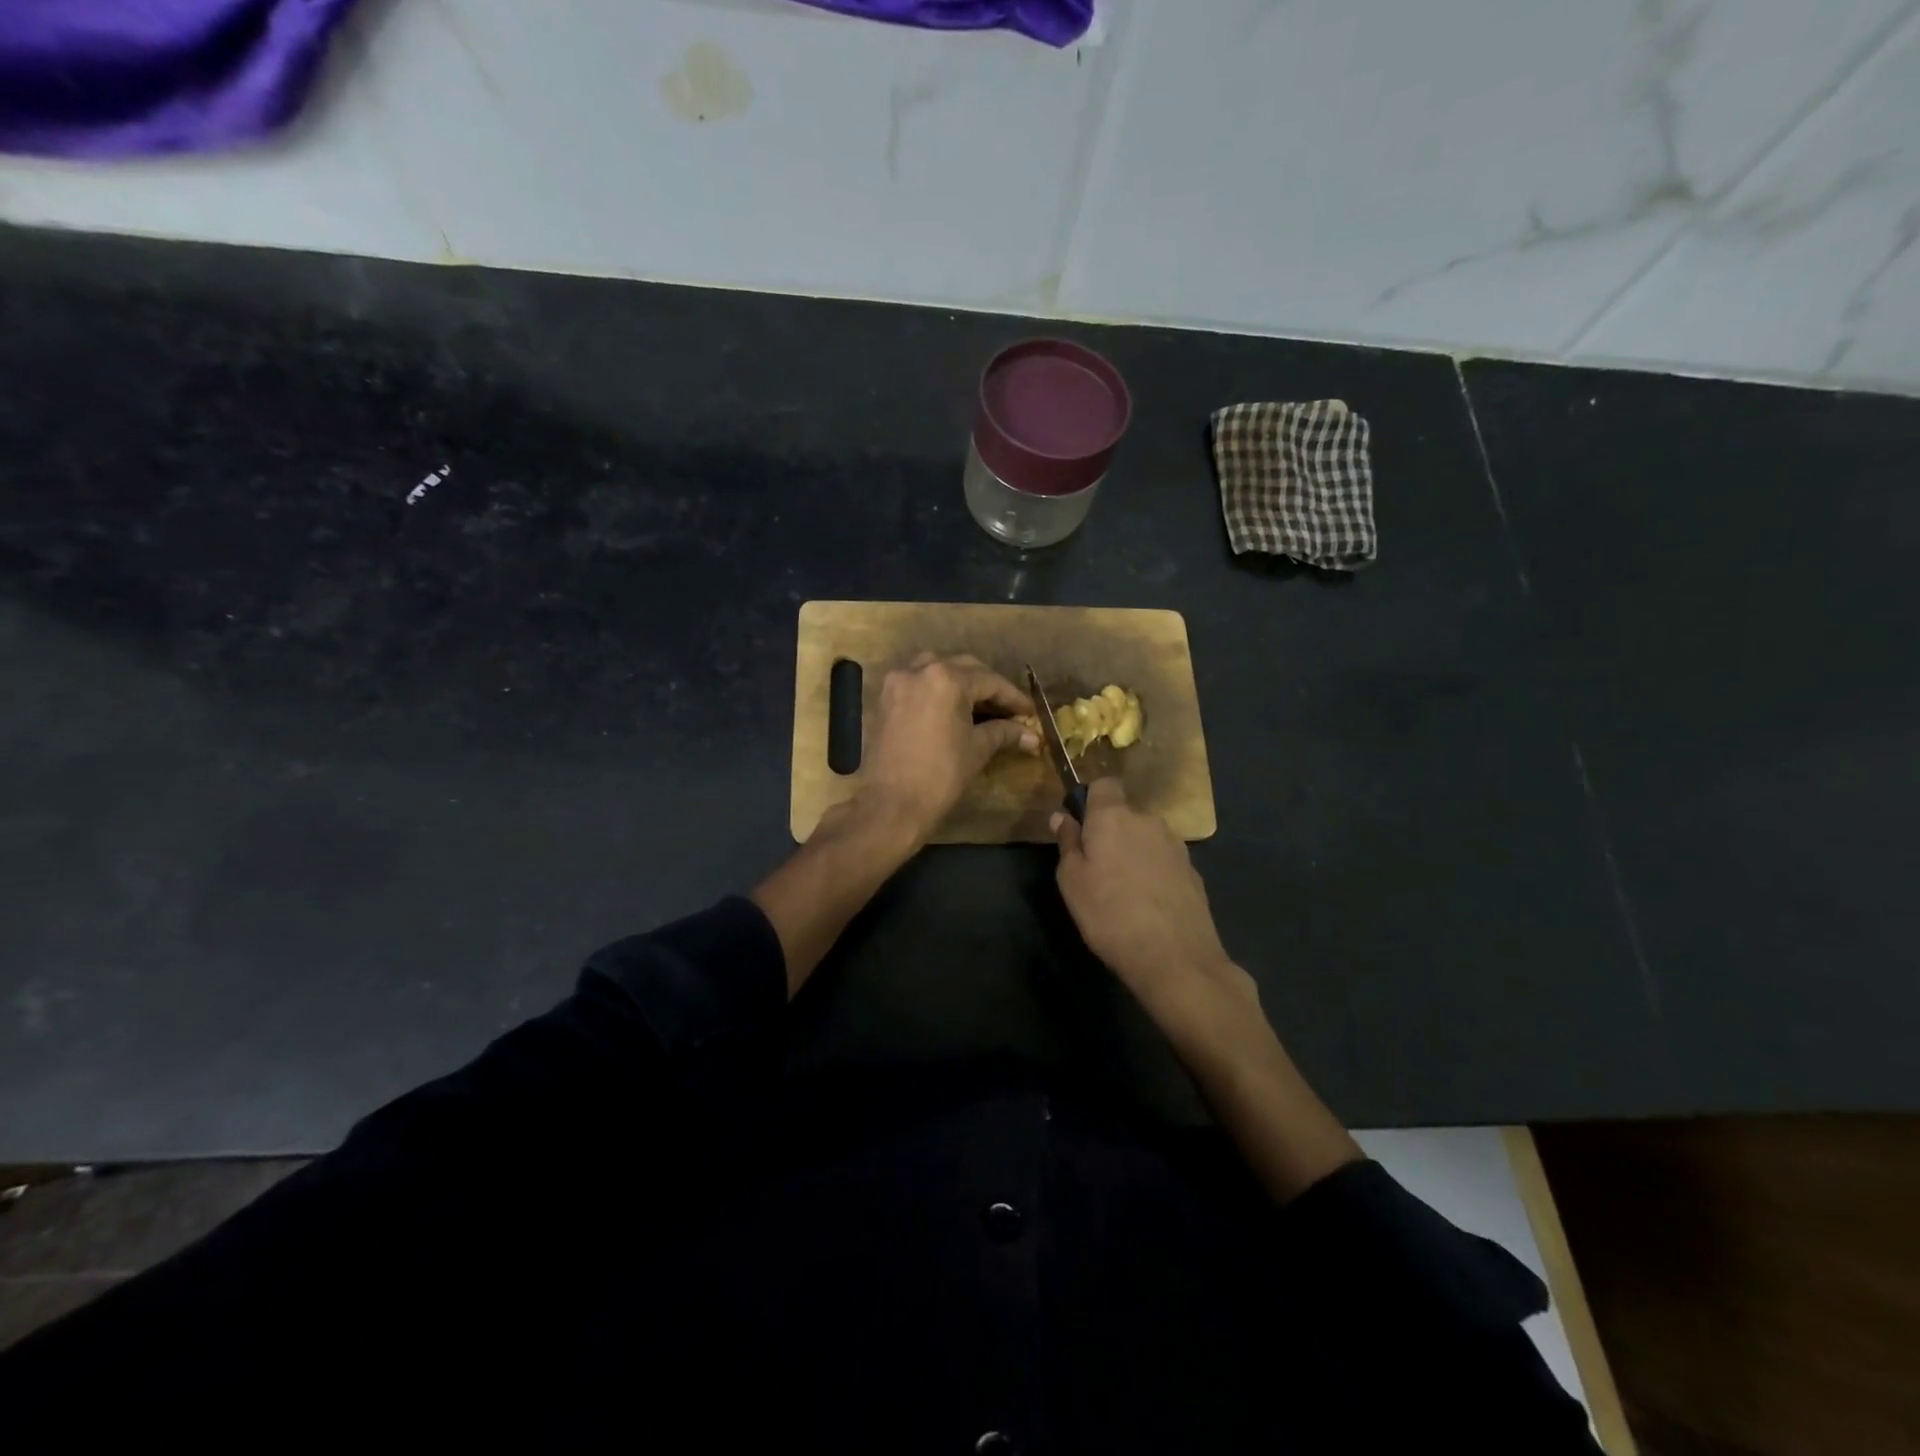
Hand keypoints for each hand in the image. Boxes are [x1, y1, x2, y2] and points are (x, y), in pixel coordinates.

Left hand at [863, 653, 1036, 844]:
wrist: (892, 804)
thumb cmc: (941, 775)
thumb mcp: (977, 749)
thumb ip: (1005, 733)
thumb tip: (1033, 736)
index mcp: (946, 679)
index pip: (990, 681)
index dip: (1013, 697)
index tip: (1029, 712)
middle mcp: (919, 670)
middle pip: (964, 668)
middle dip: (988, 686)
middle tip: (1008, 708)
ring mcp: (898, 682)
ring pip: (937, 669)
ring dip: (961, 682)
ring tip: (980, 705)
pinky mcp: (886, 698)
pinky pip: (918, 683)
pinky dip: (936, 690)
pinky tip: (951, 708)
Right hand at [1052, 778, 1252, 1022]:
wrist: (1176, 958)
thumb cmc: (1110, 915)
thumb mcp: (1072, 881)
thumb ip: (1067, 843)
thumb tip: (1062, 816)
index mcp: (1114, 817)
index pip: (1103, 784)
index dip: (1090, 800)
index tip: (1080, 828)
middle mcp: (1148, 821)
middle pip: (1124, 815)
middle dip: (1110, 833)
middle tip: (1096, 870)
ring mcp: (1176, 845)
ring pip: (1145, 838)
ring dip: (1132, 853)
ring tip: (1123, 891)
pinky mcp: (1193, 871)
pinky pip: (1163, 861)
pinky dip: (1153, 873)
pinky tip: (1147, 905)